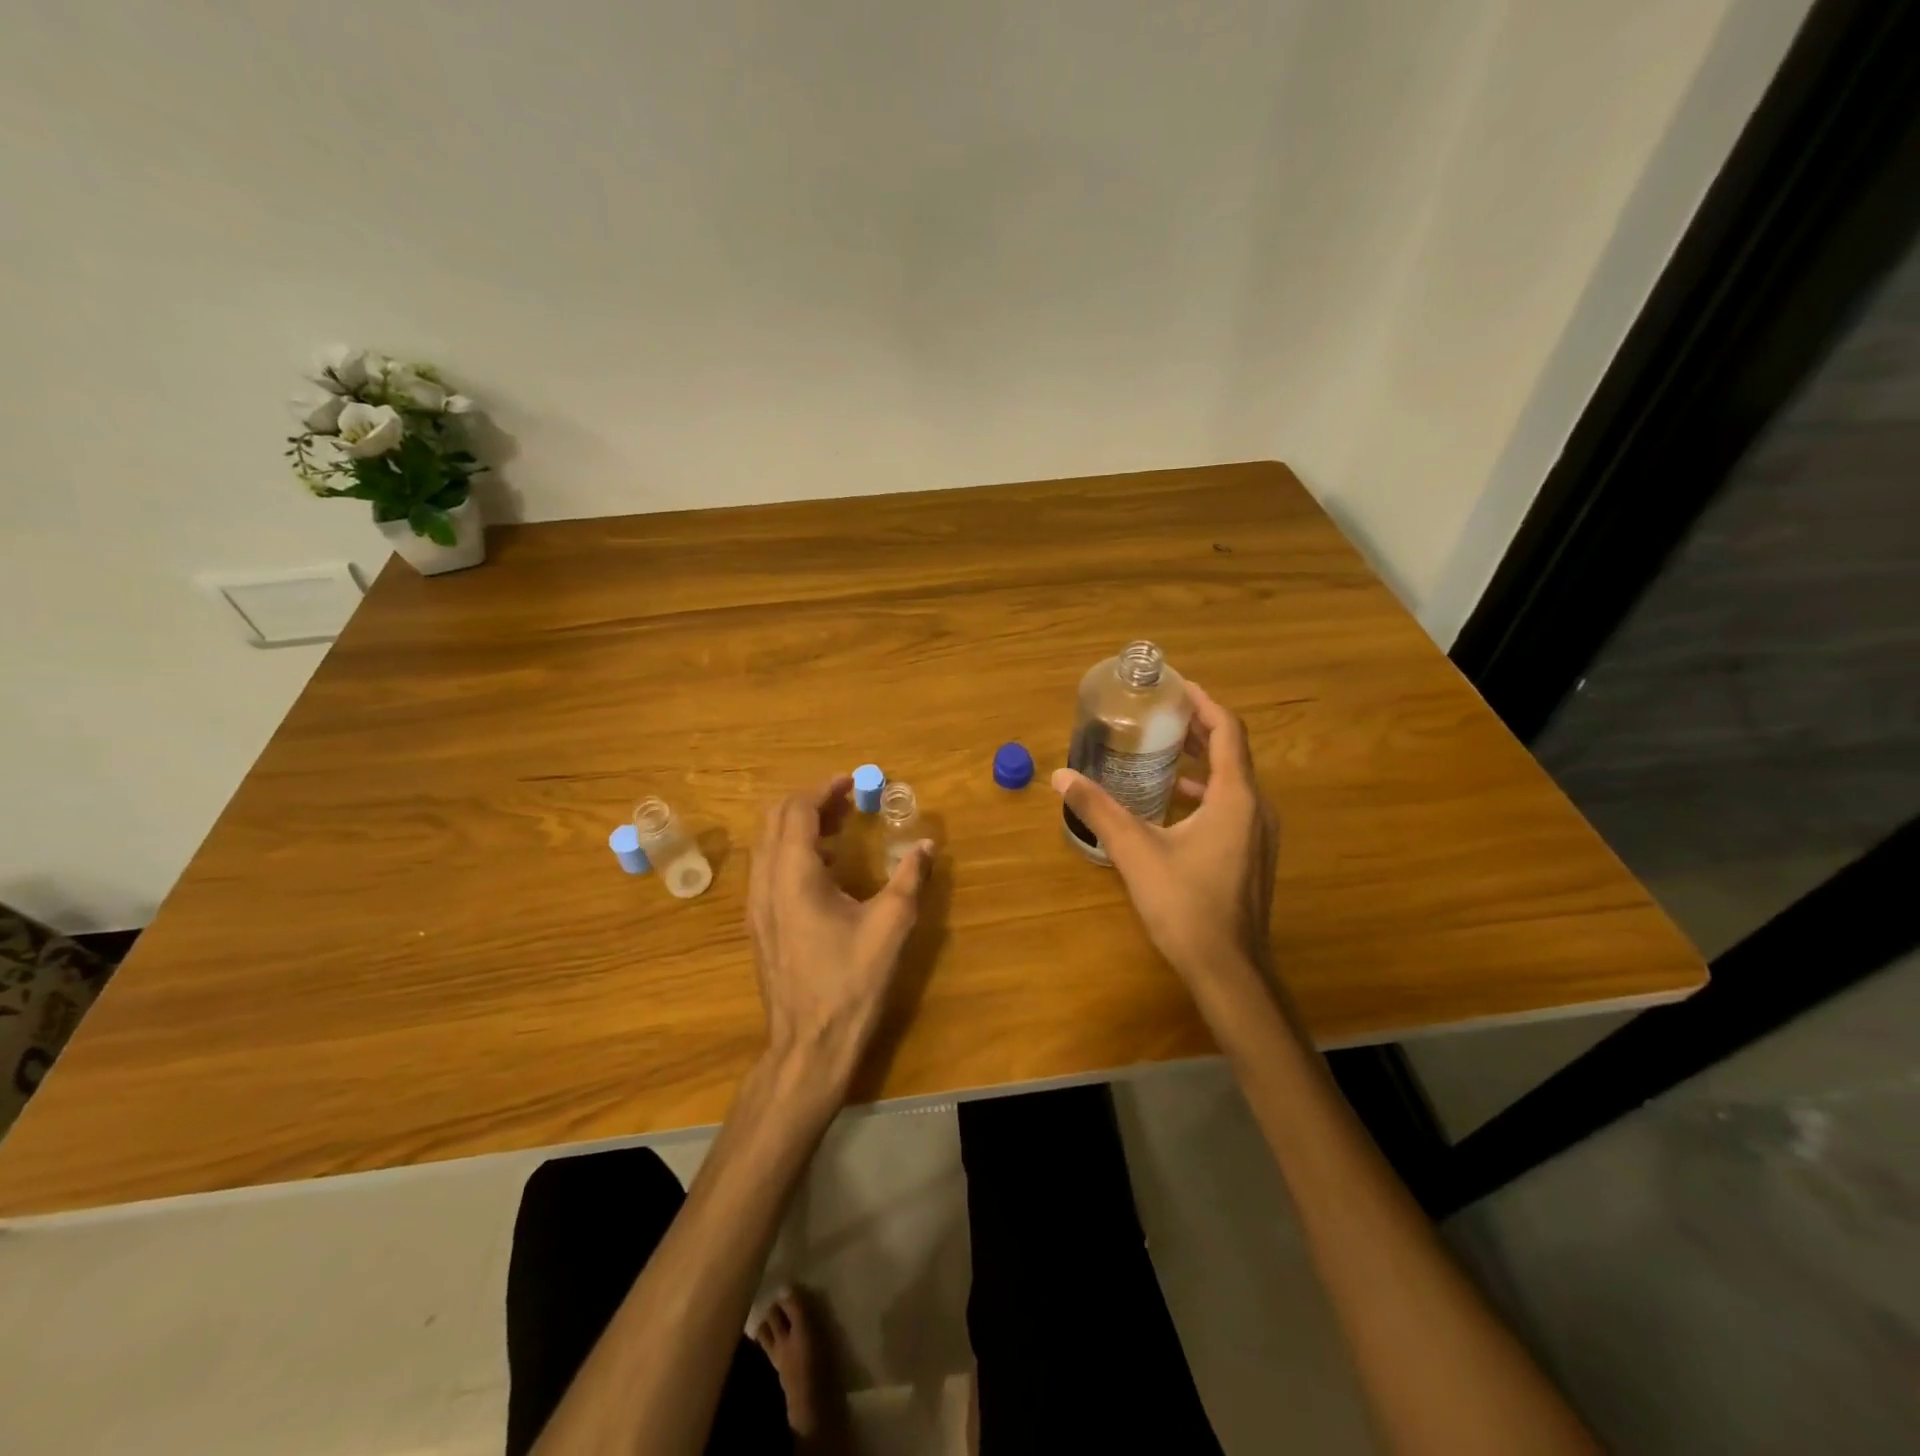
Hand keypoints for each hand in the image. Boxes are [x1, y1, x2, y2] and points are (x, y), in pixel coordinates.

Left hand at [746, 775, 933, 1098]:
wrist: (809, 1044)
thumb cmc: (850, 982)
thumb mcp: (891, 927)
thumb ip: (910, 878)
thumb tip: (927, 845)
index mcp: (794, 875)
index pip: (798, 811)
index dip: (824, 789)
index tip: (852, 781)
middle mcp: (765, 882)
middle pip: (775, 820)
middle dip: (810, 802)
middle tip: (847, 800)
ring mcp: (756, 905)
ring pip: (767, 844)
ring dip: (799, 826)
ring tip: (841, 828)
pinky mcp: (759, 924)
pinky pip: (768, 868)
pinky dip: (792, 851)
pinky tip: (827, 869)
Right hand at [1051, 684, 1278, 992]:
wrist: (1229, 969)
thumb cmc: (1186, 904)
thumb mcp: (1136, 851)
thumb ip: (1099, 810)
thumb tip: (1061, 776)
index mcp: (1236, 797)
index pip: (1227, 731)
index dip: (1204, 703)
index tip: (1177, 687)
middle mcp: (1257, 808)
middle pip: (1233, 752)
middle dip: (1199, 729)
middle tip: (1161, 715)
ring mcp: (1260, 834)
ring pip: (1235, 781)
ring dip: (1203, 761)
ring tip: (1165, 752)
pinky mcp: (1253, 856)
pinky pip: (1234, 805)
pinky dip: (1208, 791)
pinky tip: (1176, 803)